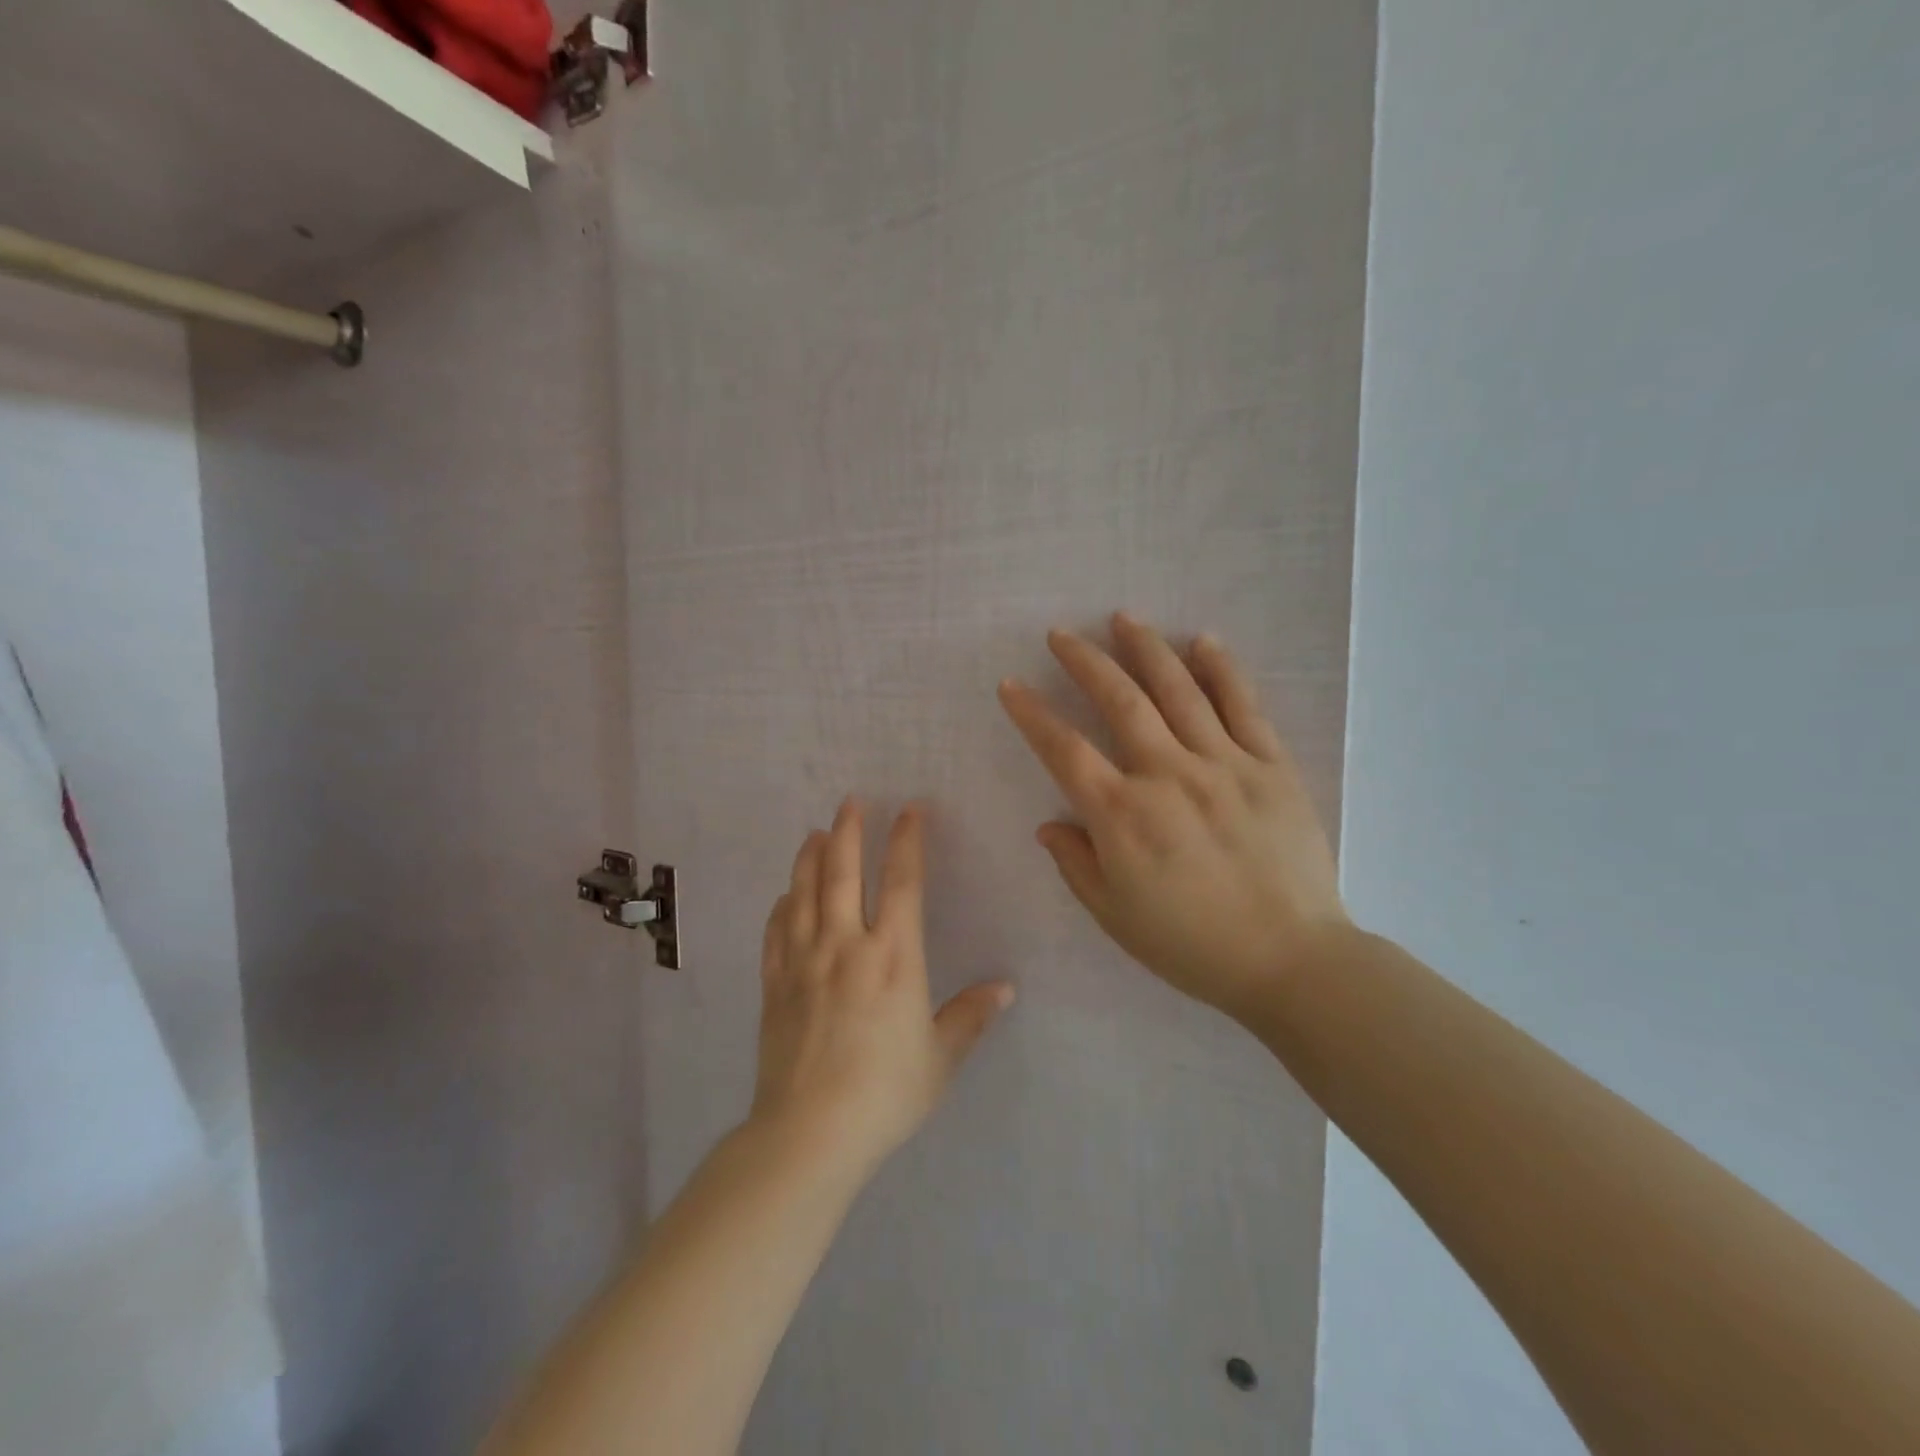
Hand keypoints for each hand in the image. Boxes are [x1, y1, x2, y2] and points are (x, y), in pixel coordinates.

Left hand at [751, 799, 1013, 1175]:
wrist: (809, 1132)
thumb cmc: (884, 1093)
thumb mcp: (940, 1058)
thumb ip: (970, 1017)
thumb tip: (1005, 989)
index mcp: (893, 956)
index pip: (902, 882)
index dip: (907, 841)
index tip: (909, 811)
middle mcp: (846, 945)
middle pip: (843, 873)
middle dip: (848, 832)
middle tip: (850, 802)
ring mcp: (803, 961)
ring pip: (804, 893)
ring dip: (809, 858)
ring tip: (814, 833)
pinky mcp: (774, 984)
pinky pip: (775, 932)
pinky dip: (781, 907)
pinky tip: (784, 896)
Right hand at [998, 612, 1349, 1022]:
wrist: (1291, 962)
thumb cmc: (1192, 946)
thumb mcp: (1115, 917)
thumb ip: (1076, 864)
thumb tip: (1049, 824)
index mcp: (1123, 816)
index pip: (1064, 750)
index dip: (1032, 714)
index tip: (1011, 685)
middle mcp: (1168, 776)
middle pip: (1120, 701)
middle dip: (1085, 662)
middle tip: (1060, 634)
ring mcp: (1224, 765)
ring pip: (1179, 690)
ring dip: (1146, 649)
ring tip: (1122, 619)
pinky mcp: (1271, 767)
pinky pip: (1244, 707)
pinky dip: (1222, 670)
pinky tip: (1203, 641)